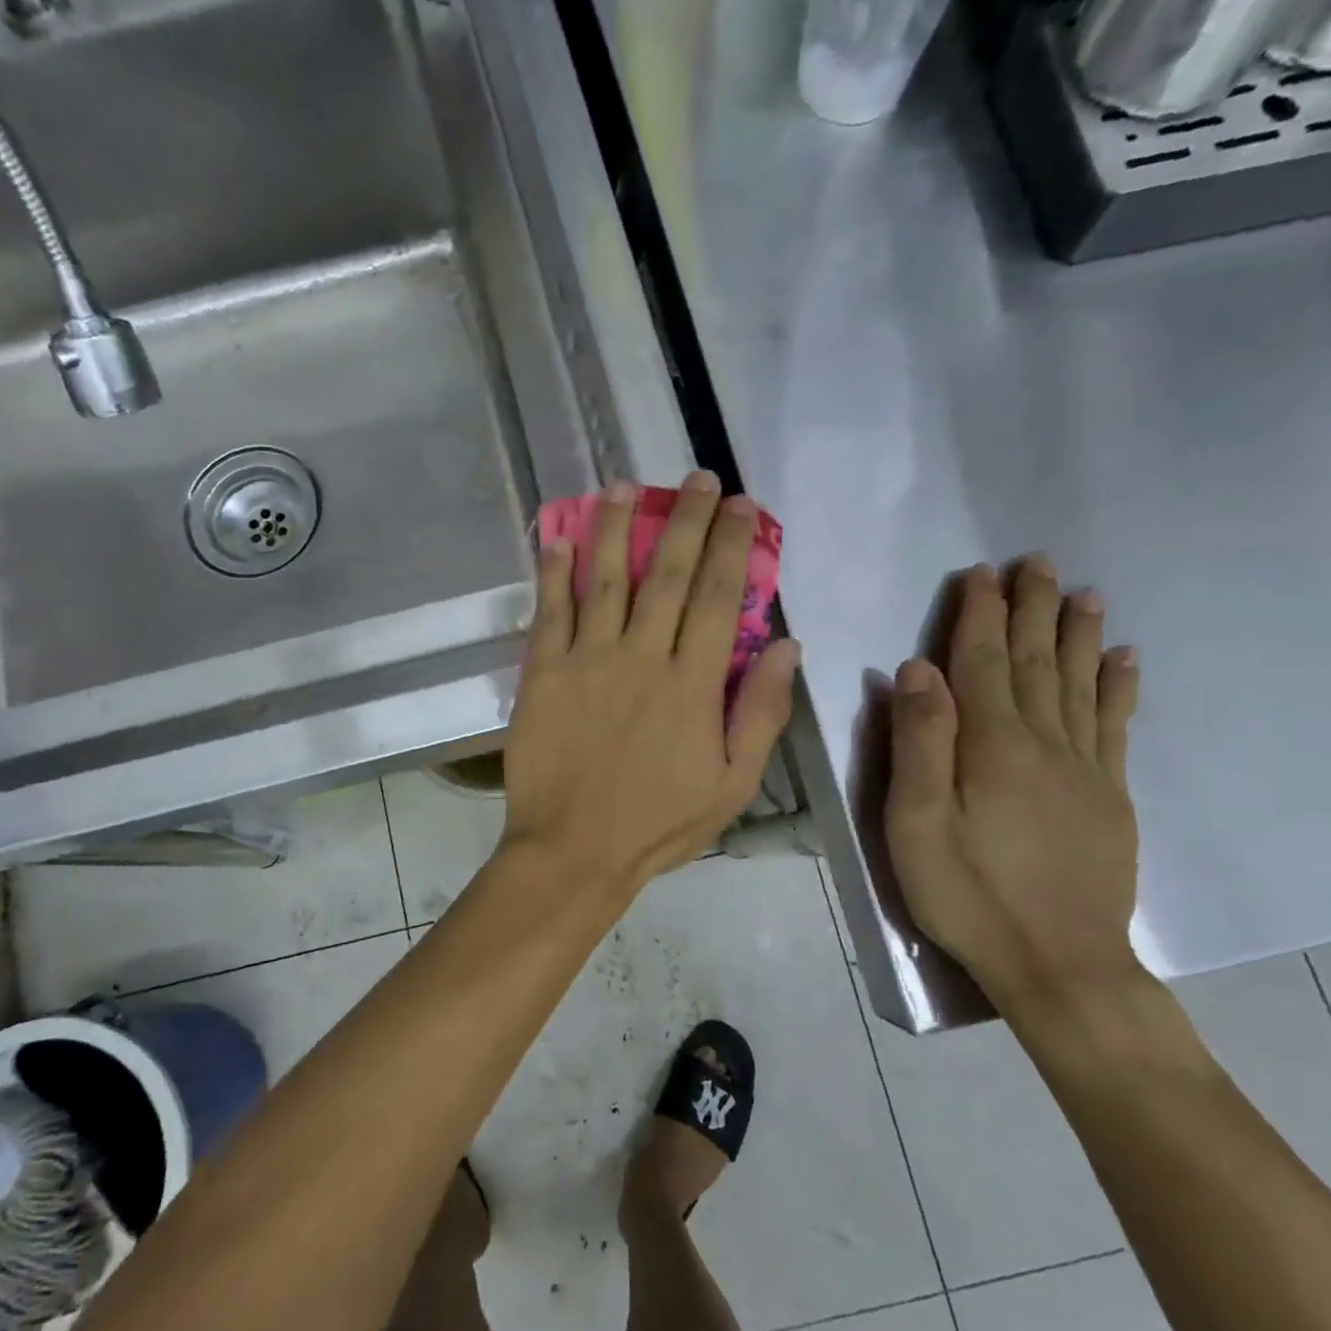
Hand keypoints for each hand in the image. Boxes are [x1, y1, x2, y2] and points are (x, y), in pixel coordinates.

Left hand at [502, 471, 800, 902]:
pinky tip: (559, 538)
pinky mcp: (542, 672)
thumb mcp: (732, 784)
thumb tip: (788, 647)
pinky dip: (553, 572)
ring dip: (617, 528)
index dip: (733, 545)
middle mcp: (641, 657)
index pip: (721, 597)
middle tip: (697, 479)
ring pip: (606, 579)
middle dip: (686, 520)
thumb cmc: (657, 824)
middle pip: (670, 574)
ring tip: (625, 487)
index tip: (742, 505)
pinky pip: (549, 611)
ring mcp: (587, 660)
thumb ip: (761, 713)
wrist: (573, 851)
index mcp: (692, 684)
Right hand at [884, 557, 1142, 1019]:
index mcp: (991, 744)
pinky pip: (1117, 726)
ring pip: (1081, 684)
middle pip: (1037, 661)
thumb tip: (916, 668)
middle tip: (1037, 561)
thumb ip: (917, 741)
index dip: (980, 615)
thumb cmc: (967, 892)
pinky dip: (1120, 687)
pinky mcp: (1108, 796)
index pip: (983, 661)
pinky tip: (1125, 660)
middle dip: (1032, 608)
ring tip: (1084, 593)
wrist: (1058, 963)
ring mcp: (1084, 768)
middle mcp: (1044, 742)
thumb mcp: (914, 821)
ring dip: (1079, 634)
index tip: (979, 573)